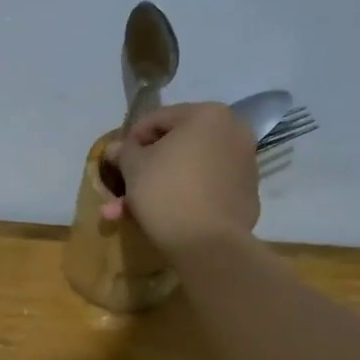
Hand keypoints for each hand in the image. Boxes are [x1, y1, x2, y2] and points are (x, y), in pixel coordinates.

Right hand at [99, 102, 261, 256]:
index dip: (131, 139)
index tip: (116, 161)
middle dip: (143, 170)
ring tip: (128, 213)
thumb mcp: (133, 167)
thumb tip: (115, 148)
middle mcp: (233, 133)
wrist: (207, 243)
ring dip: (157, 188)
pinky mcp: (245, 196)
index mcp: (209, 116)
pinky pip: (205, 189)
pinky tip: (160, 218)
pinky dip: (182, 198)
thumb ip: (123, 151)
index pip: (159, 118)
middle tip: (121, 189)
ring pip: (188, 171)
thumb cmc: (166, 191)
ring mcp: (244, 165)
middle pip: (176, 147)